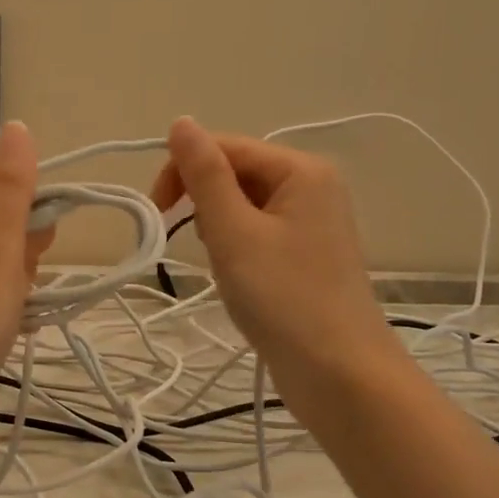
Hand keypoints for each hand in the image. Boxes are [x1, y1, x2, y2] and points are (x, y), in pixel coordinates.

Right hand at [151, 117, 406, 395]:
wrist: (341, 376)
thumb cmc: (284, 298)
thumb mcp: (234, 231)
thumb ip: (205, 174)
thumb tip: (182, 122)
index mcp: (300, 170)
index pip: (224, 146)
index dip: (182, 170)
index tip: (157, 212)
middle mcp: (311, 185)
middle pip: (235, 171)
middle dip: (203, 200)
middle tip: (196, 243)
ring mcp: (312, 220)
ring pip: (243, 203)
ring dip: (218, 225)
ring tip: (223, 263)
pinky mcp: (307, 252)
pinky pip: (258, 229)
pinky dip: (236, 245)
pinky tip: (237, 273)